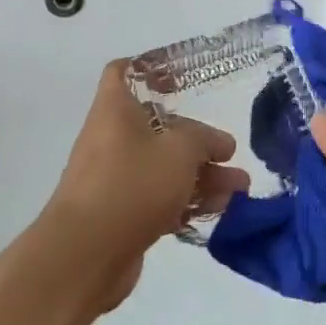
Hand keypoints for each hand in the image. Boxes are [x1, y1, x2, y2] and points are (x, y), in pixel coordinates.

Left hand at [42, 59, 248, 311]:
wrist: (85, 254)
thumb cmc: (132, 184)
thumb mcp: (180, 150)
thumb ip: (204, 139)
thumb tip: (219, 143)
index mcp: (115, 110)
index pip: (122, 72)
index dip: (150, 70)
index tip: (181, 81)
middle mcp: (111, 139)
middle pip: (157, 128)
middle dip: (198, 141)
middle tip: (230, 154)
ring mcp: (115, 179)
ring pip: (163, 168)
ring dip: (202, 176)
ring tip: (240, 189)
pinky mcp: (121, 215)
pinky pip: (159, 199)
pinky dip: (187, 202)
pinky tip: (221, 211)